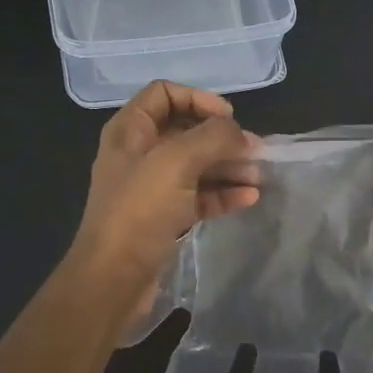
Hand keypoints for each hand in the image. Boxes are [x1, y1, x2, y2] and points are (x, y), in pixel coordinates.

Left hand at [66, 81, 259, 322]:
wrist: (113, 279)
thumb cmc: (139, 210)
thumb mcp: (176, 162)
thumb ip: (213, 138)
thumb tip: (240, 134)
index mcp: (130, 130)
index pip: (165, 94)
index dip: (198, 98)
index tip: (228, 118)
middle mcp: (139, 153)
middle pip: (186, 130)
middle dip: (222, 138)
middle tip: (256, 150)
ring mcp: (151, 187)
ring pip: (196, 165)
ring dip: (228, 167)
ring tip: (259, 176)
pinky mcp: (164, 217)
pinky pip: (198, 195)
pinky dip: (222, 193)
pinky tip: (249, 198)